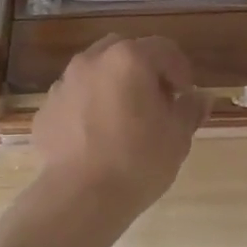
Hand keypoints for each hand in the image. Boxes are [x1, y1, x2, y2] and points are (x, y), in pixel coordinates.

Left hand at [31, 35, 208, 215]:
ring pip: (95, 72)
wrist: (78, 197)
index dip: (180, 70)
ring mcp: (63, 84)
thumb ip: (190, 110)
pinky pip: (74, 98)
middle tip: (155, 101)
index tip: (185, 95)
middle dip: (143, 69)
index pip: (163, 48)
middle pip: (125, 51)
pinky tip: (95, 138)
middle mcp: (92, 61)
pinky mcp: (45, 109)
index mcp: (129, 60)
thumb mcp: (177, 137)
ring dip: (113, 86)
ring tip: (123, 120)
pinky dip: (88, 107)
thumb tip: (201, 97)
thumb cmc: (137, 162)